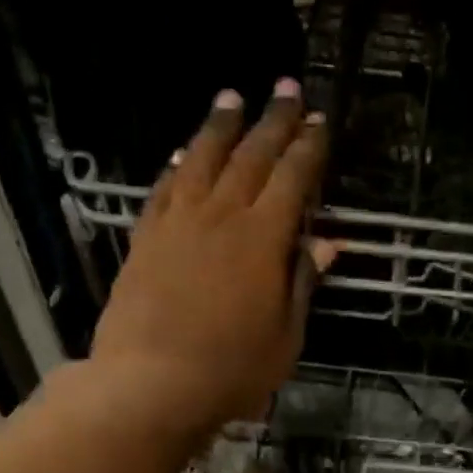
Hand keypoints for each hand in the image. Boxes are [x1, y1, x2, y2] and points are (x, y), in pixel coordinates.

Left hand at [91, 82, 336, 445]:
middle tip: (286, 88)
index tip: (319, 121)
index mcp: (263, 240)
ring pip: (203, 161)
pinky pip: (164, 189)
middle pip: (251, 157)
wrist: (151, 384)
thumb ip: (302, 283)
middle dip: (272, 121)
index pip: (292, 179)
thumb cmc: (232, 370)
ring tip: (231, 98)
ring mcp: (178, 224)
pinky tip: (184, 155)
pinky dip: (178, 166)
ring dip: (220, 127)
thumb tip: (326, 244)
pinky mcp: (146, 239)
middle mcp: (221, 217)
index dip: (308, 148)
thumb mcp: (286, 336)